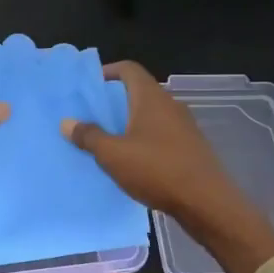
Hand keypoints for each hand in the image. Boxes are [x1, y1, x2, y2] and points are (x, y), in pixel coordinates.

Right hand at [63, 61, 273, 272]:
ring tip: (105, 139)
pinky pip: (160, 134)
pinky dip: (142, 139)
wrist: (206, 202)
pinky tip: (130, 160)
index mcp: (151, 98)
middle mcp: (170, 105)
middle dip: (113, 101)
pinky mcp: (190, 147)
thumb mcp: (113, 154)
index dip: (107, 72)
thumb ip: (89, 136)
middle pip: (138, 92)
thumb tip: (67, 122)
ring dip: (128, 122)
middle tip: (90, 115)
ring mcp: (183, 126)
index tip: (88, 85)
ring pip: (150, 115)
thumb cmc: (157, 170)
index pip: (129, 69)